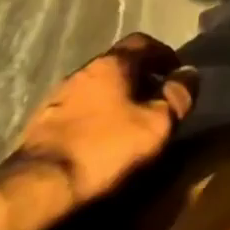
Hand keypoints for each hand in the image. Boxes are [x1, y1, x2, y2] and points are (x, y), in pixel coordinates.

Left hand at [7, 33, 198, 202]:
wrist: (39, 188)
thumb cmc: (105, 148)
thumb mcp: (156, 125)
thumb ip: (177, 96)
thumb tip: (190, 74)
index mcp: (112, 63)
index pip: (143, 41)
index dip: (164, 54)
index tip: (177, 73)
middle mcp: (84, 69)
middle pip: (119, 63)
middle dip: (141, 76)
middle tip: (158, 98)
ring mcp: (59, 95)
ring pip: (98, 86)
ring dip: (117, 96)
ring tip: (131, 121)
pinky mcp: (43, 122)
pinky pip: (80, 108)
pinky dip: (97, 114)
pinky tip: (102, 138)